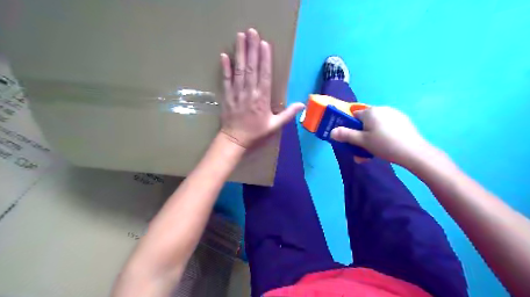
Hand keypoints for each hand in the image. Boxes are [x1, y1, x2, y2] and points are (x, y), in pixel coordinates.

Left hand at [219, 28, 302, 148]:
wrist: (235, 139)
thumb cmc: (256, 132)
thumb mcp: (274, 126)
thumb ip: (288, 114)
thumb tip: (302, 105)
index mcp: (262, 98)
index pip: (264, 75)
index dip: (265, 59)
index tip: (265, 44)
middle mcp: (250, 92)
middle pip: (251, 68)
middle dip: (252, 49)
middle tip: (252, 32)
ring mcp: (237, 93)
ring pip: (239, 70)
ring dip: (239, 53)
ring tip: (240, 37)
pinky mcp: (227, 95)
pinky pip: (226, 80)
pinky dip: (225, 68)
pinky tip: (224, 55)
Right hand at [330, 107, 434, 166]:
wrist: (413, 152)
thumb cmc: (384, 144)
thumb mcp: (362, 141)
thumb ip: (346, 135)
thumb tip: (331, 132)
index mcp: (370, 111)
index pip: (354, 115)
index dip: (350, 126)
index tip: (351, 138)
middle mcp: (382, 109)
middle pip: (365, 121)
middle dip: (361, 135)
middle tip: (362, 149)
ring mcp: (394, 114)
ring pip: (376, 125)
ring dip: (371, 136)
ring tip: (373, 151)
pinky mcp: (403, 121)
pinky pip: (387, 126)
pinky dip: (382, 134)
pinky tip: (386, 146)